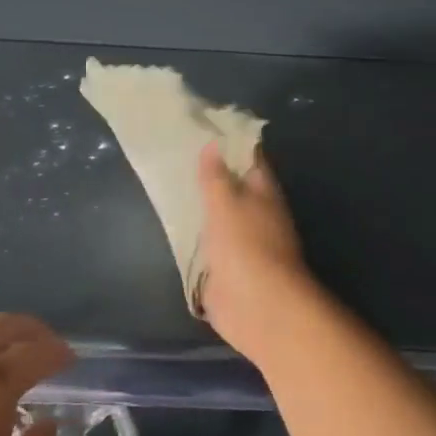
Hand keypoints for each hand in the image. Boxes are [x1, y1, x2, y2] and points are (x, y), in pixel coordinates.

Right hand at [195, 141, 325, 365]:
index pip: (249, 158)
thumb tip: (213, 144)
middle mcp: (258, 214)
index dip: (230, 143)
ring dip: (202, 206)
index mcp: (264, 192)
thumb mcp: (225, 202)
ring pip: (220, 217)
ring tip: (171, 187)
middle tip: (177, 157)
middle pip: (234, 188)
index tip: (203, 129)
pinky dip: (196, 236)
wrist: (257, 306)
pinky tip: (176, 227)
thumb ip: (216, 176)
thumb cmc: (245, 245)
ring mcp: (244, 243)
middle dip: (211, 175)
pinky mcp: (228, 269)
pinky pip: (210, 245)